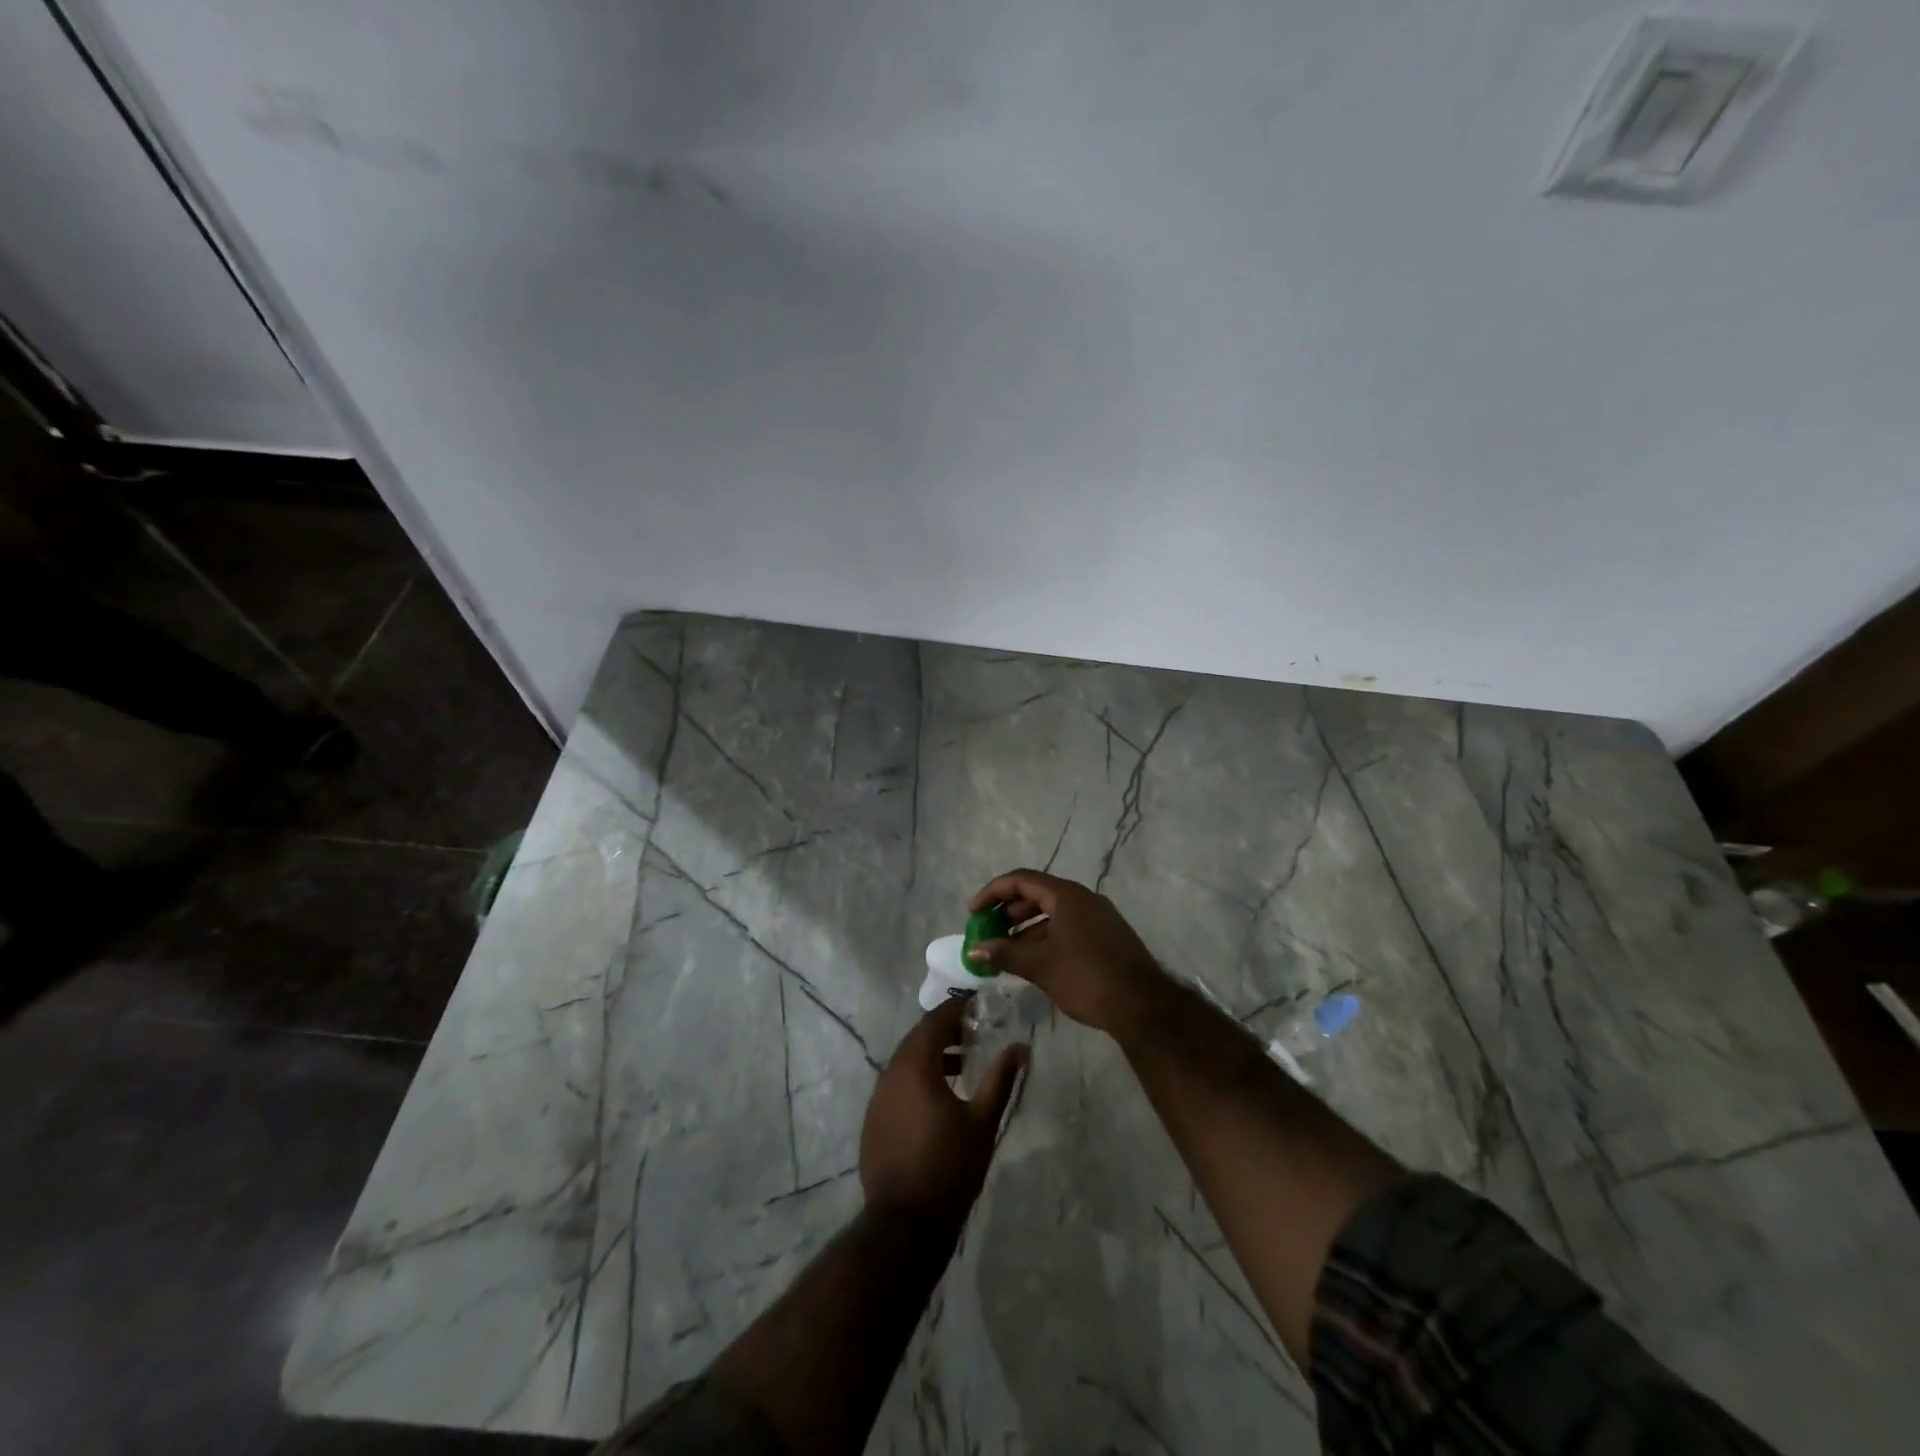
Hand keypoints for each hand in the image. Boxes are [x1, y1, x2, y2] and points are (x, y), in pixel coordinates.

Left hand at [860, 999, 1026, 1227]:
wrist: (904, 1224)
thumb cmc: (949, 1168)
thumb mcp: (982, 1122)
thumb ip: (1000, 1079)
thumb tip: (1020, 1047)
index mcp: (915, 1066)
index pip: (934, 1021)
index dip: (955, 1008)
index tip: (977, 1003)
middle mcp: (891, 1074)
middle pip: (917, 1038)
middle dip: (944, 1030)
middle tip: (973, 1030)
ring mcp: (878, 1098)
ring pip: (906, 1061)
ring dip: (932, 1055)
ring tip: (963, 1064)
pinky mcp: (874, 1119)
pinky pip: (897, 1083)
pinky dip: (918, 1077)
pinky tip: (939, 1096)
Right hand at [967, 869, 1168, 1036]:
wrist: (1142, 1006)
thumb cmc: (1086, 977)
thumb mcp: (1040, 965)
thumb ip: (1004, 953)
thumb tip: (974, 950)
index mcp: (1066, 895)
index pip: (1020, 880)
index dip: (992, 893)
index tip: (972, 912)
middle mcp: (1083, 899)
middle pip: (1037, 894)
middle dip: (1008, 912)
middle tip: (987, 932)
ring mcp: (1098, 917)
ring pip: (1053, 913)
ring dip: (1026, 928)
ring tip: (1006, 951)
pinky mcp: (1106, 937)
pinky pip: (1068, 927)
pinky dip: (1046, 938)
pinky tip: (1034, 962)